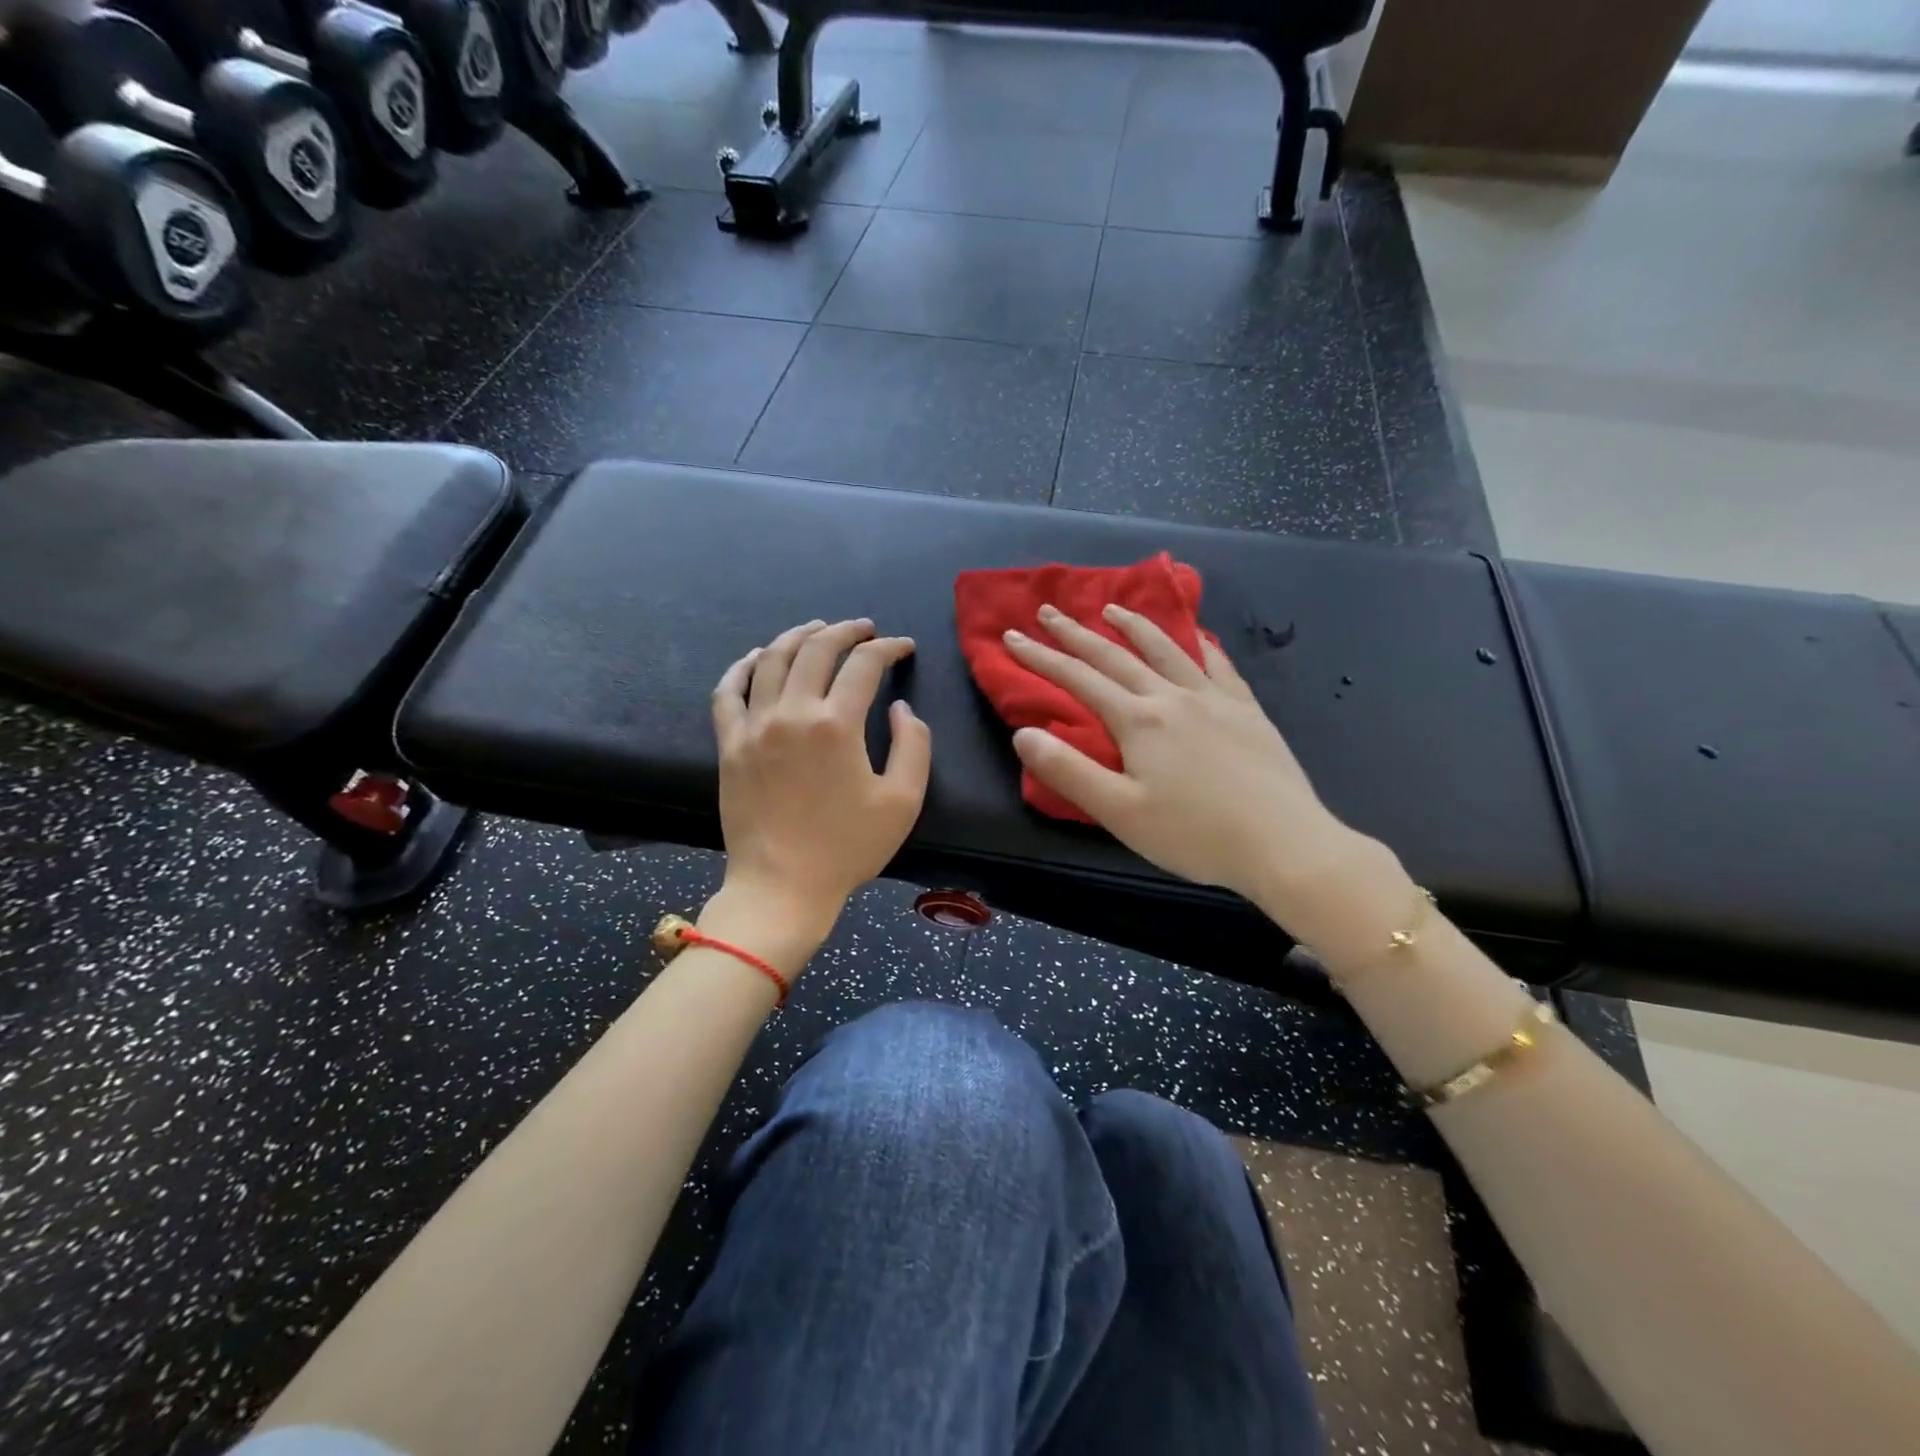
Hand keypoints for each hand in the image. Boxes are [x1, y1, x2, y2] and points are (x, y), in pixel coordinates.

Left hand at [709, 619, 931, 953]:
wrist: (782, 886)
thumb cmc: (847, 847)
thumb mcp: (903, 801)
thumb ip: (914, 745)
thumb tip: (900, 707)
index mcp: (837, 725)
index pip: (865, 665)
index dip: (888, 648)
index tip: (903, 647)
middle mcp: (792, 714)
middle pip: (817, 650)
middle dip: (846, 631)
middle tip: (864, 629)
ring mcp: (754, 727)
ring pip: (772, 660)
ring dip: (798, 636)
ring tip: (817, 628)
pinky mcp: (729, 745)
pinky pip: (728, 692)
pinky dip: (743, 667)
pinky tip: (758, 657)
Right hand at [1004, 604, 1361, 920]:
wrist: (1284, 843)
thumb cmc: (1194, 834)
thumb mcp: (1119, 812)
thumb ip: (1068, 771)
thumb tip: (1024, 733)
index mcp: (1139, 721)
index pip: (1079, 680)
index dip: (1041, 658)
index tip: (1013, 637)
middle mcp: (1173, 697)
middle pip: (1116, 656)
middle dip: (1077, 634)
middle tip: (1049, 611)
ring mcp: (1215, 699)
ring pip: (1167, 650)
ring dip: (1134, 626)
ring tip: (1113, 609)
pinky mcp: (1247, 711)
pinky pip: (1218, 665)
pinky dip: (1199, 645)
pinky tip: (1197, 638)